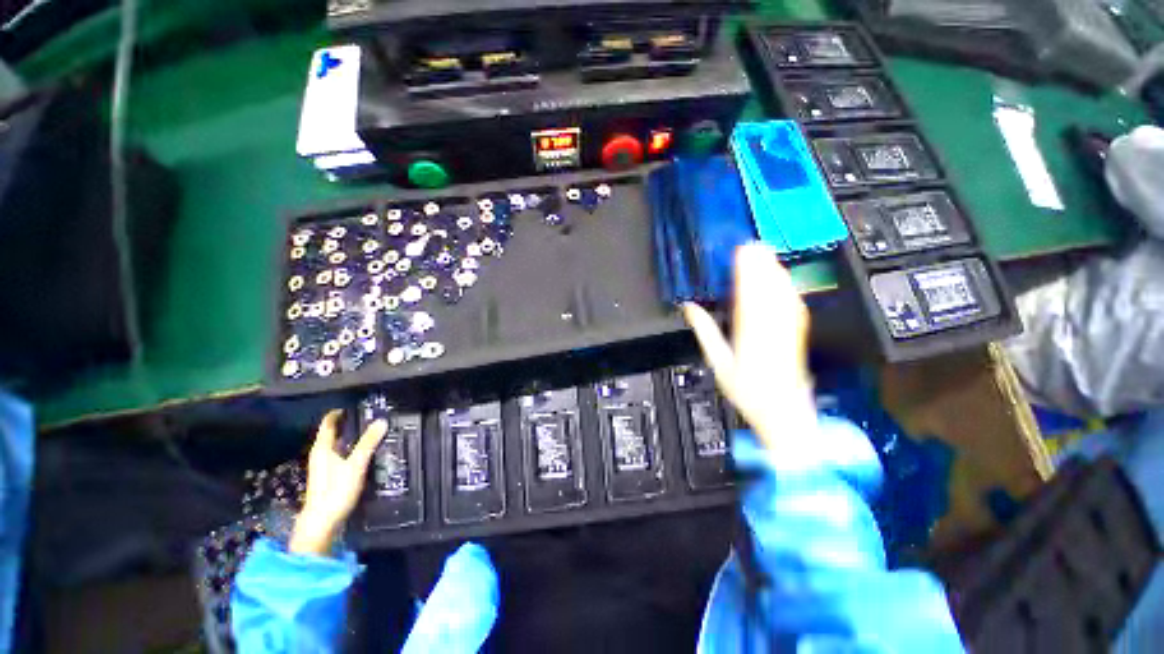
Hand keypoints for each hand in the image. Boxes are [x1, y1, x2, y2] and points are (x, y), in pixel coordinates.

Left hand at [289, 410, 386, 555]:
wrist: (322, 522)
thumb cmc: (335, 491)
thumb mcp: (355, 465)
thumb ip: (368, 443)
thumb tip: (382, 421)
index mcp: (322, 448)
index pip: (329, 423)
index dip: (340, 412)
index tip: (356, 404)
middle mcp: (321, 454)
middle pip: (334, 432)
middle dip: (350, 423)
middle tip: (371, 416)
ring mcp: (324, 466)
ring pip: (338, 444)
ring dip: (353, 437)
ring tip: (372, 431)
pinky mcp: (330, 476)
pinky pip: (342, 455)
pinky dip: (352, 449)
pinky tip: (366, 452)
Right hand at [682, 244, 814, 450]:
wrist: (784, 412)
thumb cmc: (746, 391)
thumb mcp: (718, 364)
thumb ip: (705, 332)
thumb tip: (689, 307)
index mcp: (750, 335)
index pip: (748, 295)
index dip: (745, 271)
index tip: (739, 253)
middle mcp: (772, 327)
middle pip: (767, 289)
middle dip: (760, 264)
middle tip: (751, 243)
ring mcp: (788, 328)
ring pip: (782, 293)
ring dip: (773, 270)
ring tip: (764, 252)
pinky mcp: (798, 331)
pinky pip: (794, 303)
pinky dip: (786, 285)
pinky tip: (782, 276)